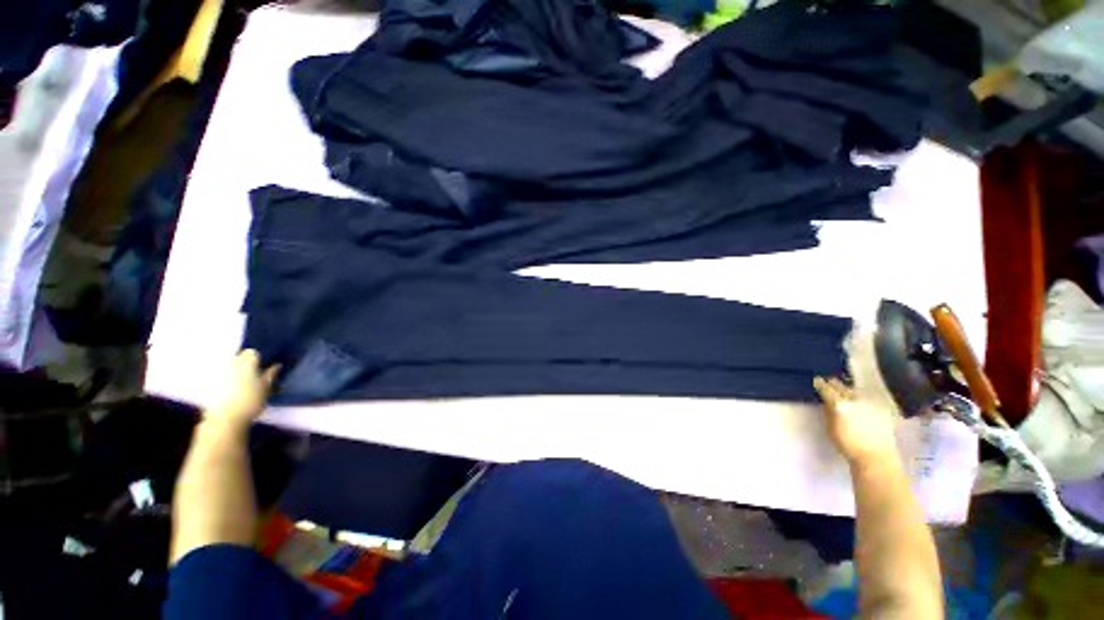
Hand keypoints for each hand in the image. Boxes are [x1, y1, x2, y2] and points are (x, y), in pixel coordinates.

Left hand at [204, 350, 279, 428]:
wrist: (225, 419)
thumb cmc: (250, 402)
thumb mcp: (266, 389)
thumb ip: (271, 375)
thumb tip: (277, 365)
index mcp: (246, 364)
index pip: (251, 352)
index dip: (257, 358)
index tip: (262, 366)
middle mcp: (229, 365)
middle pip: (236, 358)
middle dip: (242, 362)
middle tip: (250, 373)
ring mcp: (216, 375)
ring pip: (225, 367)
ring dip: (231, 371)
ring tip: (239, 382)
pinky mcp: (207, 386)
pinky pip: (215, 378)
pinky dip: (221, 381)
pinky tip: (227, 390)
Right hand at [814, 376, 897, 466]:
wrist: (876, 456)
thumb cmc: (848, 445)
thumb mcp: (831, 429)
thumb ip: (827, 412)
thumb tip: (825, 402)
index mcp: (839, 404)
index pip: (825, 387)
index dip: (819, 384)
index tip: (815, 382)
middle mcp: (854, 399)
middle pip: (840, 385)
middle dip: (832, 385)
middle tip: (827, 386)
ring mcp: (868, 402)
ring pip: (853, 390)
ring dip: (846, 391)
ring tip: (842, 395)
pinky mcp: (879, 407)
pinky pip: (865, 398)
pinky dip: (858, 398)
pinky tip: (857, 404)